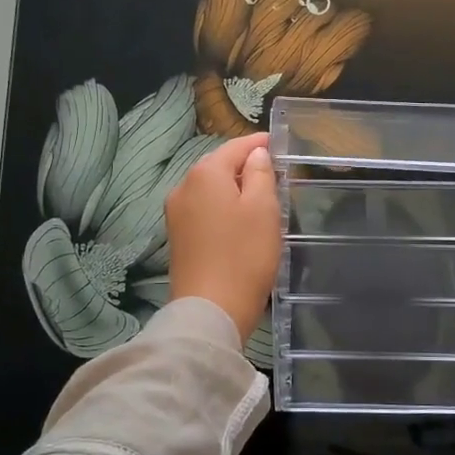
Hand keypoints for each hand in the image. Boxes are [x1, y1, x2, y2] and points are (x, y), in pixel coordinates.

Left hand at [164, 132, 281, 339]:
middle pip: (218, 166)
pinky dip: (222, 208)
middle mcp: (184, 186)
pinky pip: (203, 210)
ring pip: (210, 189)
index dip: (258, 144)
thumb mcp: (263, 209)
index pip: (235, 147)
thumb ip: (261, 174)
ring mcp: (176, 213)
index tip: (278, 144)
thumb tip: (256, 154)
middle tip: (274, 172)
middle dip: (244, 166)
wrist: (211, 310)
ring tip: (260, 197)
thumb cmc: (244, 255)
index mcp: (205, 173)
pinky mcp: (177, 237)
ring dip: (233, 188)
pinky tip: (239, 221)